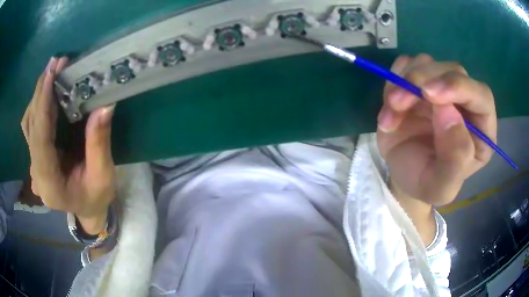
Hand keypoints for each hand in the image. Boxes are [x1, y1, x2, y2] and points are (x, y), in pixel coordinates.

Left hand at [21, 57, 116, 233]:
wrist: (86, 209)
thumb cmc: (95, 197)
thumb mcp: (102, 177)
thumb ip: (99, 145)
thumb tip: (105, 105)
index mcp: (49, 182)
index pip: (40, 138)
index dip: (43, 104)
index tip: (51, 73)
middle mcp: (36, 172)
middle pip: (31, 126)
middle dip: (41, 91)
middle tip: (55, 63)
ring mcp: (34, 163)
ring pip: (28, 123)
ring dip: (38, 95)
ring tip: (52, 72)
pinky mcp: (37, 154)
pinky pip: (31, 125)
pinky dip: (37, 104)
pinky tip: (47, 90)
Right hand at [377, 54, 495, 205]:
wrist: (401, 175)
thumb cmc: (425, 183)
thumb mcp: (440, 187)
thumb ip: (454, 160)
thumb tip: (448, 112)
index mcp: (481, 130)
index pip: (481, 95)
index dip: (459, 87)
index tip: (429, 94)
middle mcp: (465, 103)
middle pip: (452, 70)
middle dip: (422, 81)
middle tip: (397, 102)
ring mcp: (441, 89)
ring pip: (427, 63)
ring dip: (404, 81)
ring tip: (391, 111)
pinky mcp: (419, 82)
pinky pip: (406, 65)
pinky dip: (393, 80)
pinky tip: (390, 106)